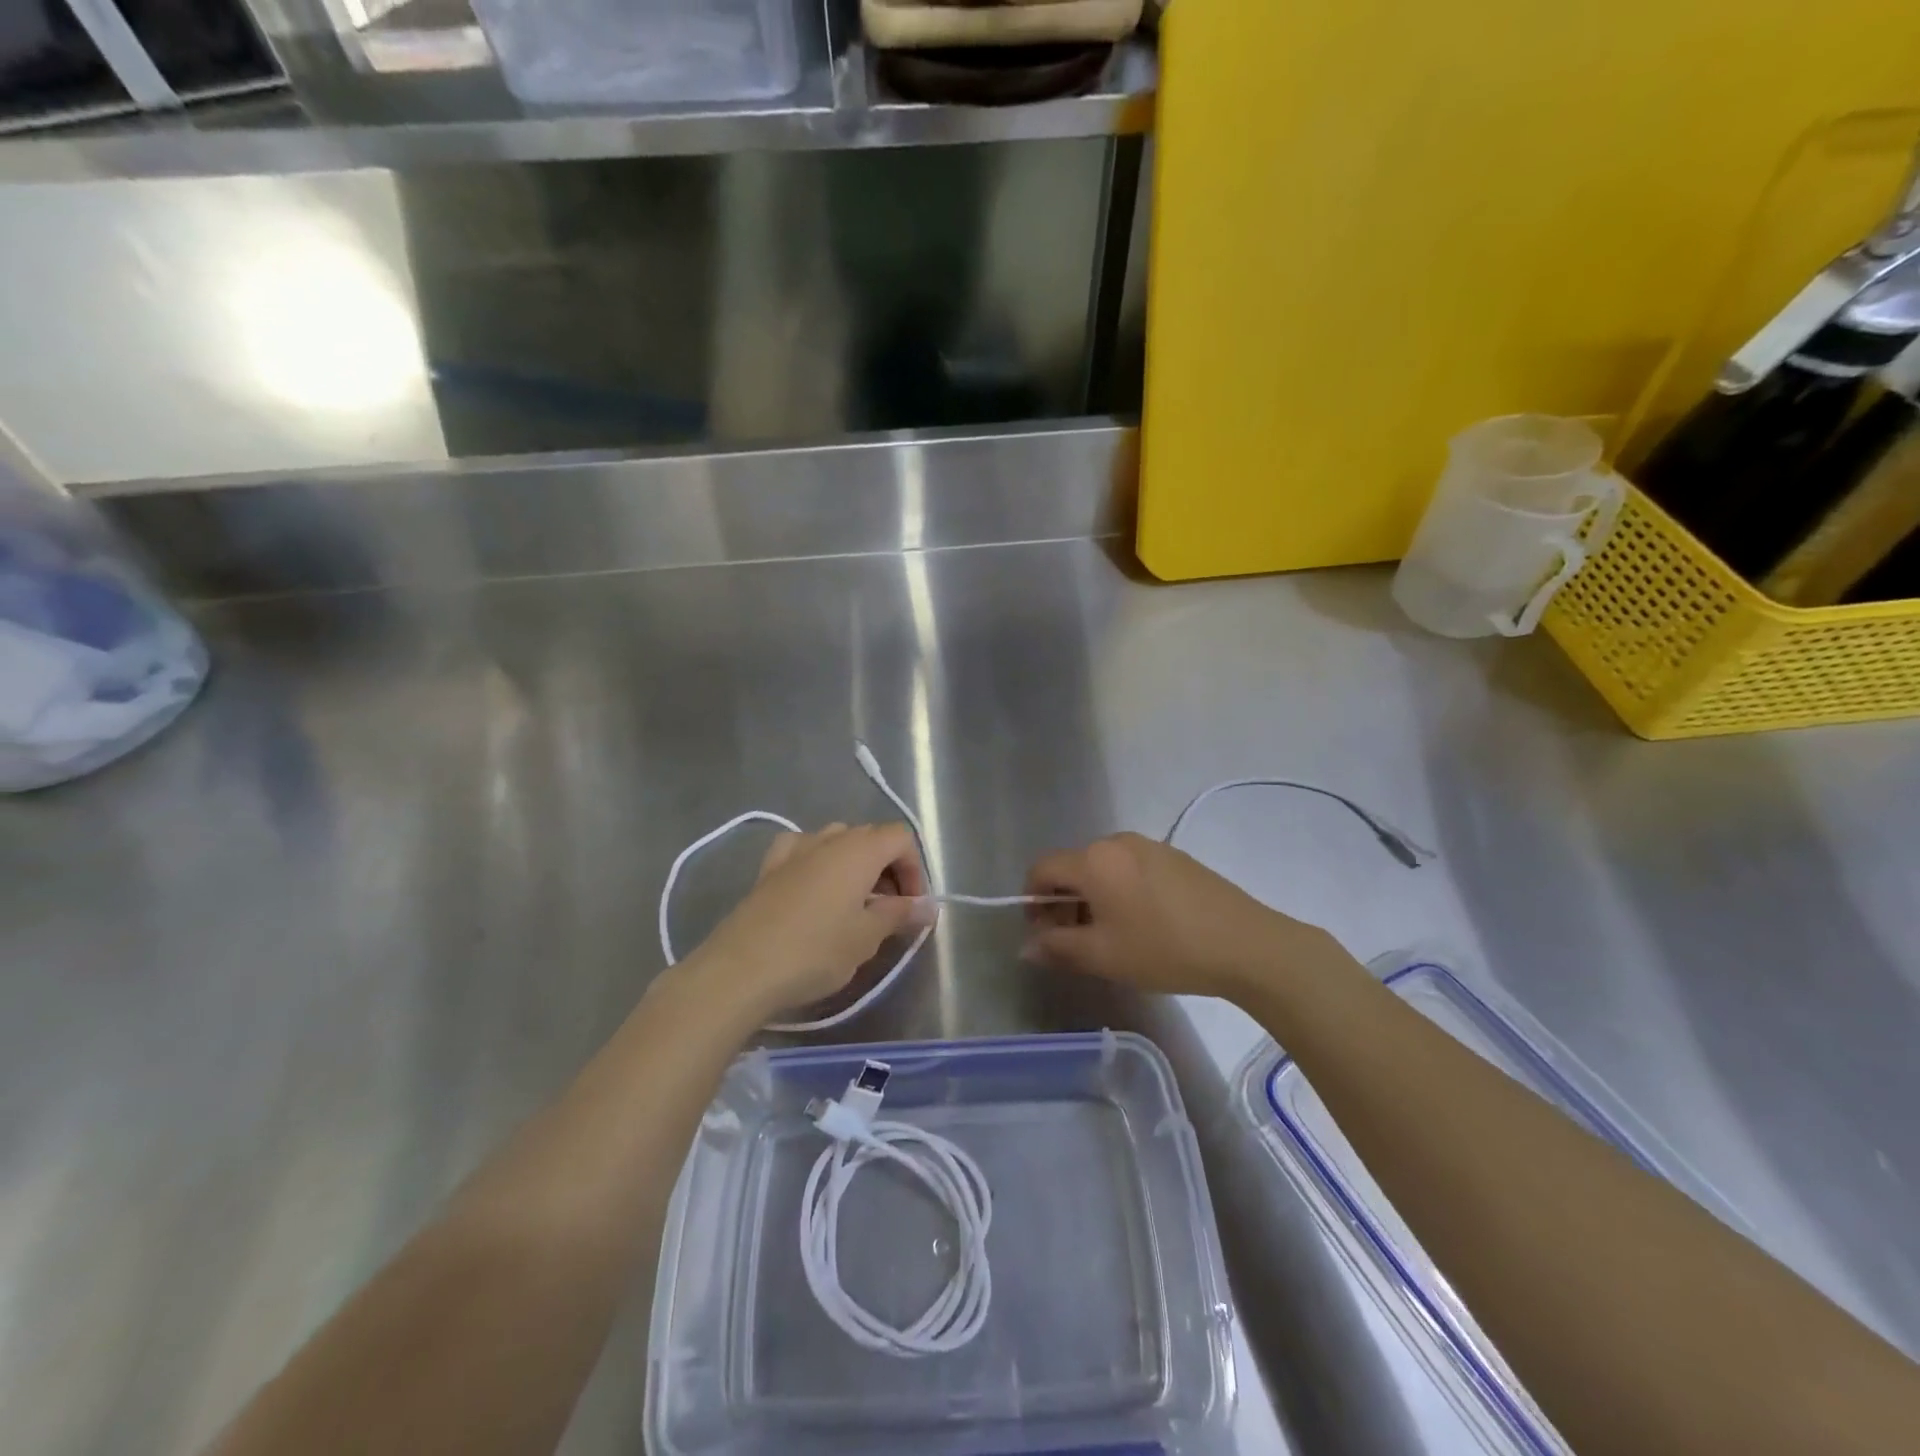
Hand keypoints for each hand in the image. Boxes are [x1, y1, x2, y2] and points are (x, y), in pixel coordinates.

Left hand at [691, 823, 929, 1019]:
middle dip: (888, 869)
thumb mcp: (867, 937)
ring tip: (854, 904)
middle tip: (888, 911)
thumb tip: (928, 906)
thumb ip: (900, 914)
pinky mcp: (768, 868)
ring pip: (837, 841)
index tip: (911, 906)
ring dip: (855, 865)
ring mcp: (794, 850)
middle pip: (871, 837)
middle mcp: (828, 839)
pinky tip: (814, 887)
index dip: (914, 868)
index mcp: (858, 849)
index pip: (900, 837)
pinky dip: (817, 862)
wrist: (740, 970)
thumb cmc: (815, 951)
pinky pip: (803, 850)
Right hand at [1023, 832, 1351, 1000]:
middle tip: (1077, 944)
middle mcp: (1116, 842)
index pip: (1042, 869)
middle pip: (1072, 867)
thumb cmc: (1165, 949)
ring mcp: (1149, 846)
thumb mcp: (1104, 956)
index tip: (1046, 937)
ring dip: (1092, 899)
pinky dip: (1120, 892)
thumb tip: (1027, 947)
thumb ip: (1058, 948)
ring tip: (1112, 938)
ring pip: (1102, 869)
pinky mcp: (1174, 857)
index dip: (1033, 903)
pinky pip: (1129, 869)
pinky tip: (1143, 925)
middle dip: (1063, 904)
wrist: (1246, 944)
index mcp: (1093, 860)